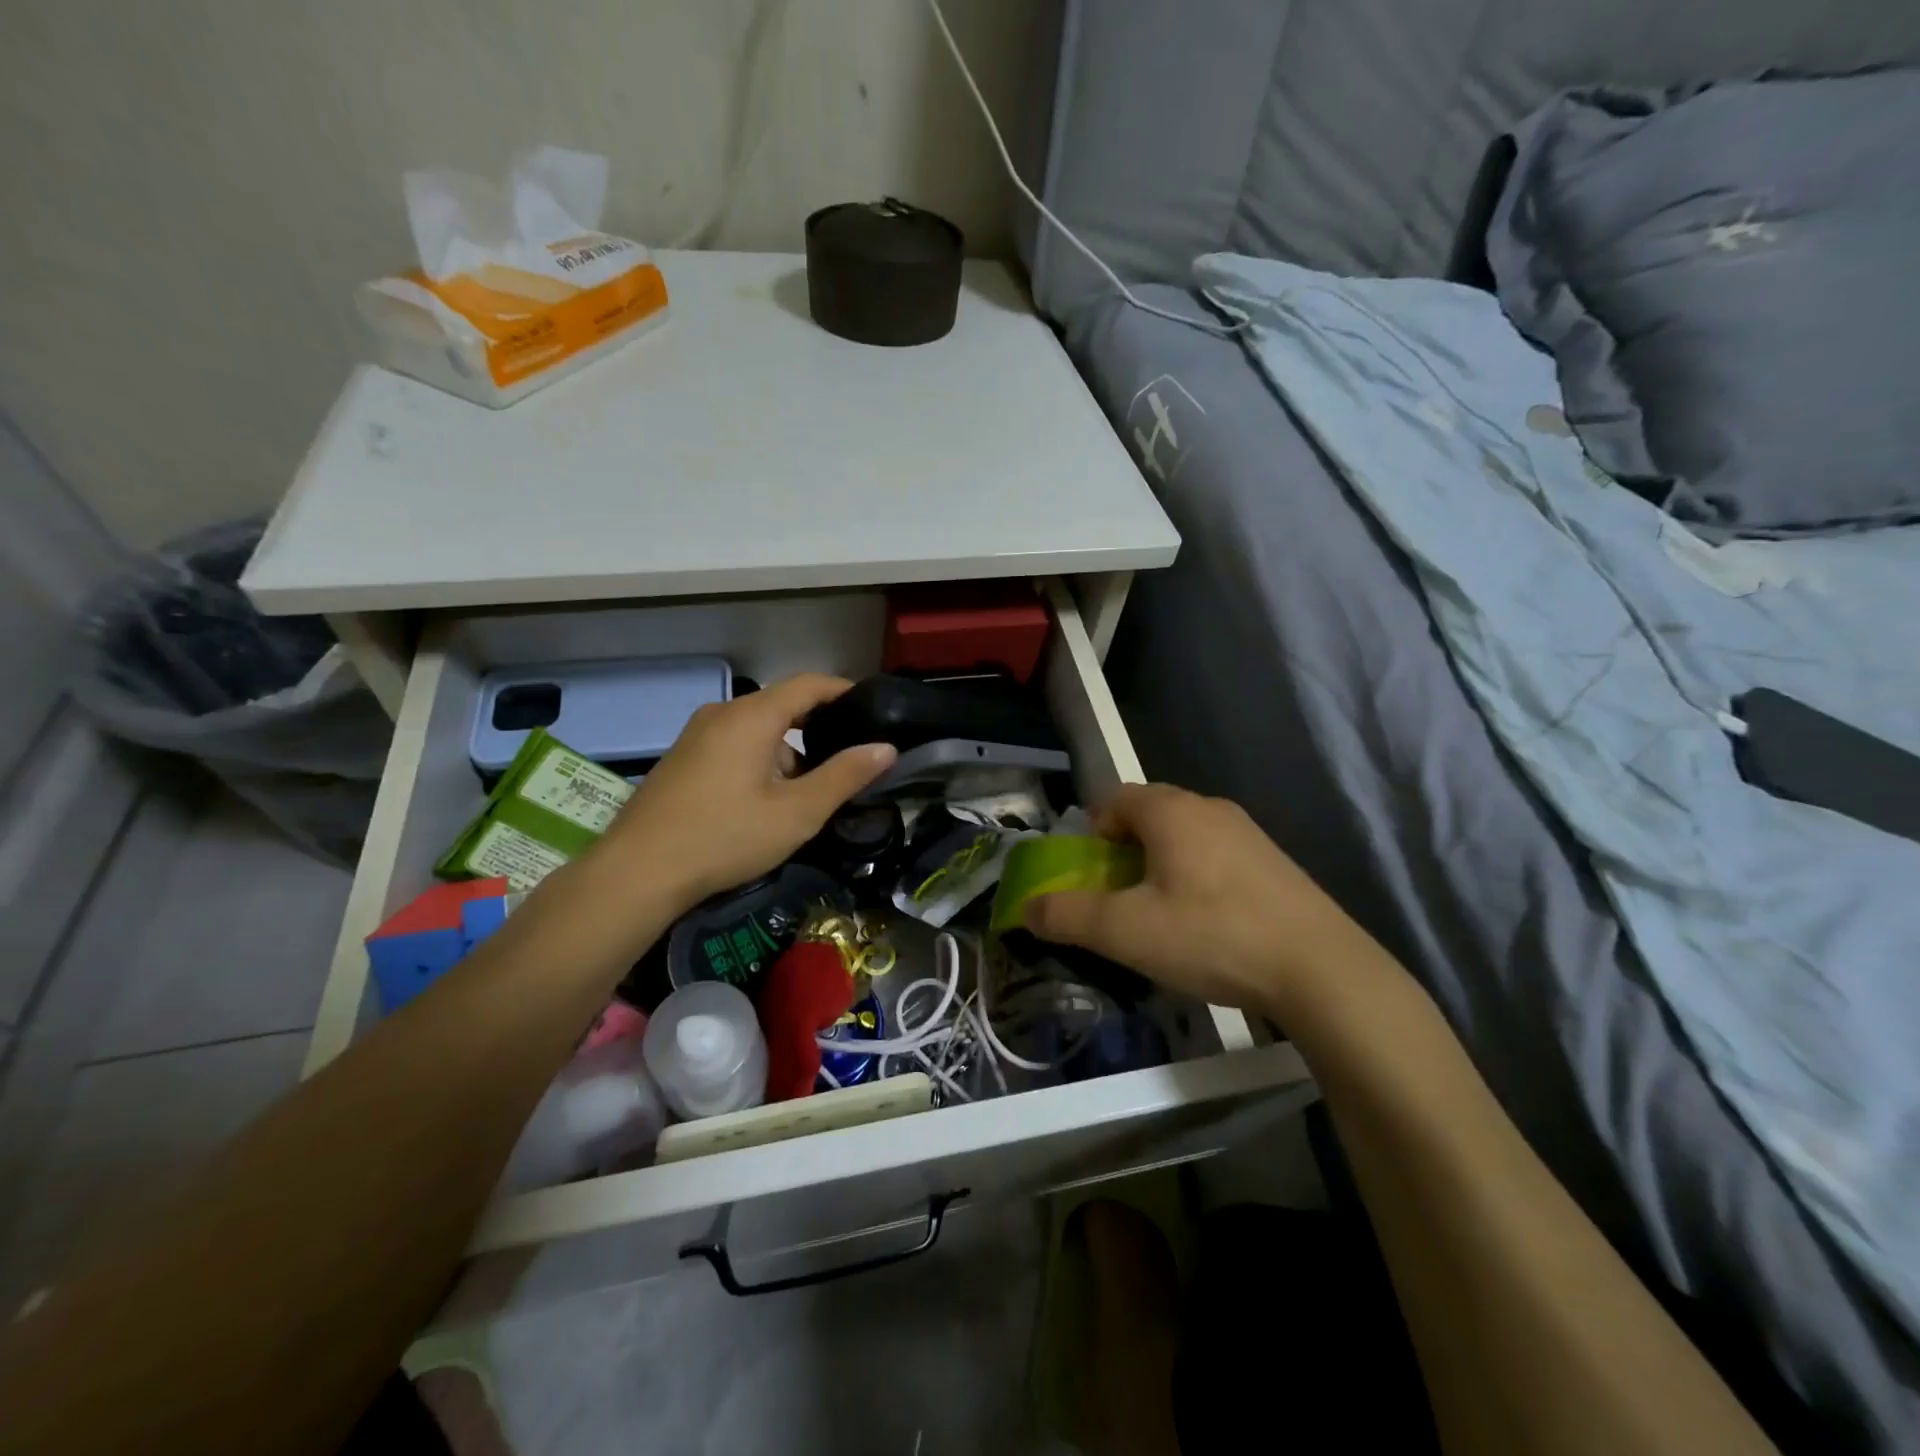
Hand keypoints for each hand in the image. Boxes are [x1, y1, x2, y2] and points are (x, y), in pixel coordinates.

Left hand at [592, 674, 895, 912]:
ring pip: (757, 729)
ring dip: (788, 751)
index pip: (809, 684)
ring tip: (811, 790)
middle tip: (850, 758)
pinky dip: (761, 760)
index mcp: (752, 716)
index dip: (844, 691)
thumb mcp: (797, 812)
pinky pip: (734, 745)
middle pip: (782, 706)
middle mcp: (722, 714)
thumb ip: (845, 776)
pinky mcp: (682, 759)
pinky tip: (766, 800)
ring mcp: (696, 735)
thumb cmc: (725, 837)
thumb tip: (886, 748)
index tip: (873, 708)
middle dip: (819, 728)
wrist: (638, 872)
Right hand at [1022, 783, 1382, 1021]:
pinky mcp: (1275, 862)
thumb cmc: (1211, 936)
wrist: (1321, 969)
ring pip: (1185, 836)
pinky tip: (1209, 924)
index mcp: (1170, 811)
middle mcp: (1209, 807)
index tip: (1090, 876)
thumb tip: (1024, 908)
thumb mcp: (1126, 932)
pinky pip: (1217, 855)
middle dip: (1124, 850)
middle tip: (1120, 897)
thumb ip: (1067, 916)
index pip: (1113, 800)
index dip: (1091, 834)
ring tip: (1161, 914)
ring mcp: (1248, 833)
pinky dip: (1198, 877)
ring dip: (1161, 864)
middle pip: (1148, 814)